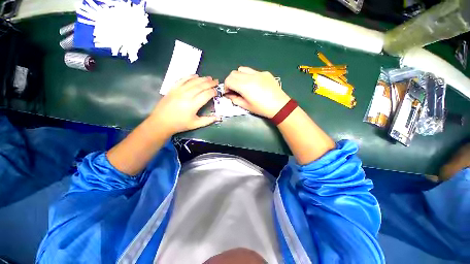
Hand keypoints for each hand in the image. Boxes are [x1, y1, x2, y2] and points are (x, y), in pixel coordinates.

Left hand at [150, 75, 219, 135]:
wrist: (161, 122)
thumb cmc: (180, 124)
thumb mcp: (195, 124)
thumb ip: (208, 120)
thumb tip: (219, 117)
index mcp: (193, 105)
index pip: (206, 94)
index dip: (213, 92)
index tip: (217, 91)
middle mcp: (186, 95)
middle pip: (201, 86)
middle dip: (210, 83)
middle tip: (216, 81)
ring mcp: (178, 90)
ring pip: (192, 81)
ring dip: (202, 79)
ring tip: (209, 78)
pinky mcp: (172, 88)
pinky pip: (182, 79)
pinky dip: (189, 76)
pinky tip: (195, 75)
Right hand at [224, 66, 290, 117]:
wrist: (279, 106)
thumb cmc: (262, 108)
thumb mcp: (246, 106)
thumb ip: (235, 99)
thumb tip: (228, 95)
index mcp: (244, 86)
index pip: (229, 80)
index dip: (226, 86)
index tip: (228, 93)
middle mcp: (250, 76)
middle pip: (233, 73)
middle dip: (230, 81)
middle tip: (234, 89)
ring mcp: (258, 73)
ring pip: (242, 69)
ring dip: (238, 76)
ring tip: (242, 85)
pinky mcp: (265, 73)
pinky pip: (252, 71)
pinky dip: (248, 76)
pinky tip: (253, 84)